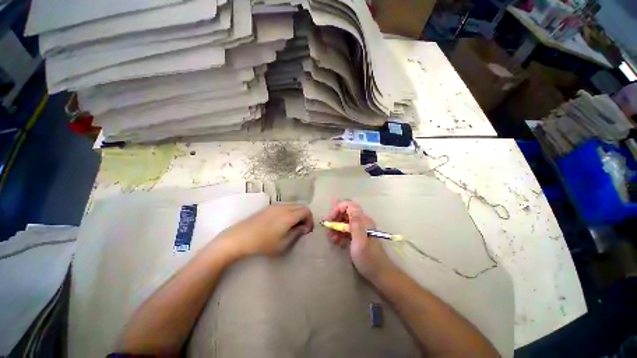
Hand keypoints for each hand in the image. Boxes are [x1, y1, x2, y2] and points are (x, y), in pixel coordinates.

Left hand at [217, 204, 313, 256]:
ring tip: (293, 226)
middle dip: (305, 216)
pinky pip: (285, 206)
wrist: (239, 238)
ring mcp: (275, 206)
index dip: (310, 220)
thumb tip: (304, 228)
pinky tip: (283, 223)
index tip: (307, 231)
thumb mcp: (283, 244)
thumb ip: (296, 233)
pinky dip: (289, 212)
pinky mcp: (268, 207)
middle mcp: (283, 207)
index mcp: (289, 215)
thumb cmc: (263, 244)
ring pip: (293, 205)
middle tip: (302, 229)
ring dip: (297, 214)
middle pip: (301, 206)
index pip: (306, 211)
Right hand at [324, 200, 398, 280]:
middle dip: (335, 218)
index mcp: (363, 220)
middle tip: (328, 230)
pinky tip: (337, 242)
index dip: (337, 209)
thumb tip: (350, 207)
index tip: (329, 219)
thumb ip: (355, 224)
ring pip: (345, 221)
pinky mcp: (358, 235)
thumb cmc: (369, 259)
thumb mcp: (360, 242)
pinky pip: (346, 229)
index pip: (348, 205)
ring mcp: (360, 228)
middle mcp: (362, 221)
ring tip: (331, 238)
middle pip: (345, 212)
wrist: (380, 274)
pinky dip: (340, 233)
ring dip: (336, 227)